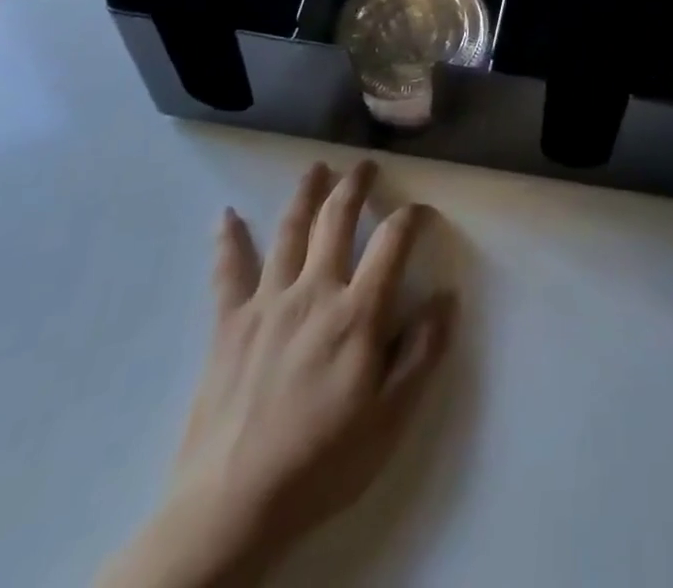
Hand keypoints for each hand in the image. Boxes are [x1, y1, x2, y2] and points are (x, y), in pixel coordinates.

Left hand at [100, 161, 454, 587]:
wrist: (231, 508)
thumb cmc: (322, 462)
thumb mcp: (391, 418)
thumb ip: (422, 352)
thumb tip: (446, 297)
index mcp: (357, 312)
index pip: (392, 242)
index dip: (410, 217)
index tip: (420, 210)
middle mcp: (314, 291)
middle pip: (337, 220)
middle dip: (355, 186)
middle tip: (365, 165)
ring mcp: (267, 303)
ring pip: (290, 231)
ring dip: (306, 193)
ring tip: (316, 167)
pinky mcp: (228, 324)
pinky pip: (228, 272)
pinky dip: (229, 240)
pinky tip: (226, 214)